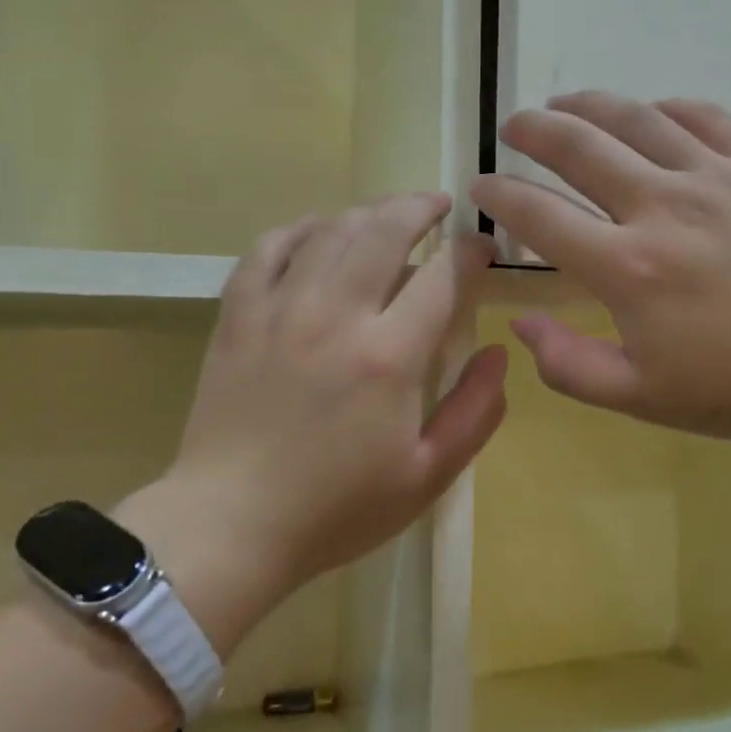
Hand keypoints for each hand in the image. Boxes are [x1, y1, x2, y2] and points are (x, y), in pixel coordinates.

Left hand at [119, 195, 507, 656]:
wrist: (230, 524)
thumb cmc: (337, 509)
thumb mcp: (427, 476)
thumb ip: (475, 412)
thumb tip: (500, 354)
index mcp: (389, 355)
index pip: (443, 274)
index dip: (471, 251)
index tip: (482, 248)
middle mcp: (336, 314)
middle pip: (386, 229)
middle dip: (421, 207)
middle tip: (440, 207)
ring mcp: (280, 308)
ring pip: (331, 228)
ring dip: (369, 212)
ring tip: (389, 216)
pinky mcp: (238, 314)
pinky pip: (269, 247)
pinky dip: (300, 229)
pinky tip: (318, 232)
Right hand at [471, 92, 730, 449]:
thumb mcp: (645, 399)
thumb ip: (570, 365)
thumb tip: (520, 325)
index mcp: (626, 268)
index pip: (539, 216)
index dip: (499, 194)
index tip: (479, 183)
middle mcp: (661, 207)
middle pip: (578, 148)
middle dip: (533, 130)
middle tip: (513, 125)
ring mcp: (715, 177)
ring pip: (636, 119)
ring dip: (589, 104)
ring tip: (563, 102)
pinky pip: (705, 116)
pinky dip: (668, 108)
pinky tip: (654, 112)